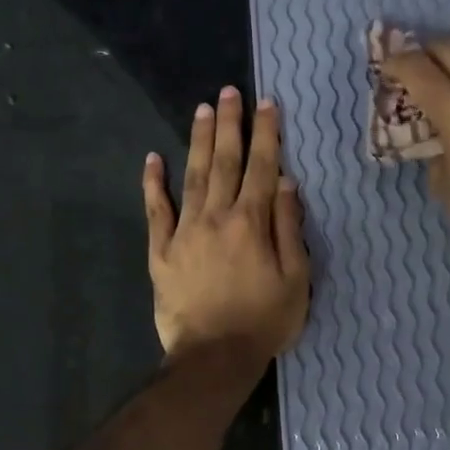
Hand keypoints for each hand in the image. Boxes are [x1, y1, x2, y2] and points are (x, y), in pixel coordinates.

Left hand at [143, 87, 309, 365]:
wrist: (213, 357)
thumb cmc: (264, 321)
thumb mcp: (296, 279)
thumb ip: (289, 228)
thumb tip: (285, 183)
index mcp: (252, 223)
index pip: (262, 168)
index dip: (266, 134)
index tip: (267, 104)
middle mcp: (217, 217)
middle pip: (225, 162)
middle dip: (229, 124)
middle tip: (229, 92)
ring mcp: (184, 232)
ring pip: (193, 176)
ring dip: (199, 142)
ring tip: (201, 110)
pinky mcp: (161, 251)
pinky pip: (156, 211)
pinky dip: (153, 184)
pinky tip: (153, 158)